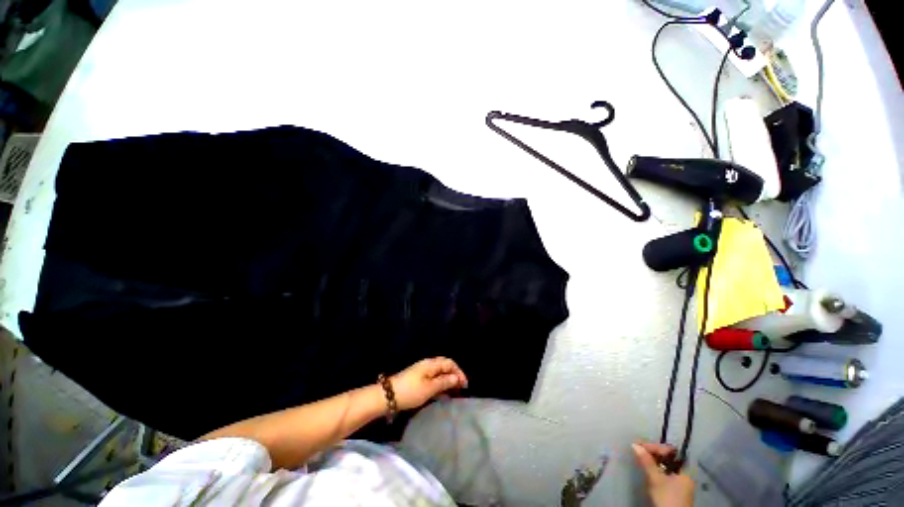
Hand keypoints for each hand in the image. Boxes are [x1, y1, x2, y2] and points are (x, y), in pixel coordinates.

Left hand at [390, 357, 467, 409]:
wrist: (388, 396)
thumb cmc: (410, 391)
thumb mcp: (429, 388)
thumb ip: (444, 382)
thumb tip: (456, 378)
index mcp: (431, 364)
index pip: (450, 363)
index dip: (459, 372)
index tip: (465, 385)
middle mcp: (428, 364)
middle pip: (445, 367)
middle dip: (454, 376)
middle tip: (461, 390)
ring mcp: (422, 372)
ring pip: (439, 373)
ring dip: (448, 381)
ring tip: (454, 393)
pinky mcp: (418, 379)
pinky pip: (433, 379)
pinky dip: (440, 385)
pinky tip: (442, 394)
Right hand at [632, 442, 693, 506]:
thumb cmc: (667, 498)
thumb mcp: (656, 479)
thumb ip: (647, 462)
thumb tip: (635, 445)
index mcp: (685, 470)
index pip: (670, 450)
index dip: (656, 447)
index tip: (641, 446)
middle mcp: (684, 473)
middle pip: (668, 457)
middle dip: (653, 452)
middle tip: (638, 449)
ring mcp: (680, 482)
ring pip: (665, 465)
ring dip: (653, 460)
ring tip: (640, 456)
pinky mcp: (674, 488)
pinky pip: (665, 472)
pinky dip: (655, 468)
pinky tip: (647, 468)